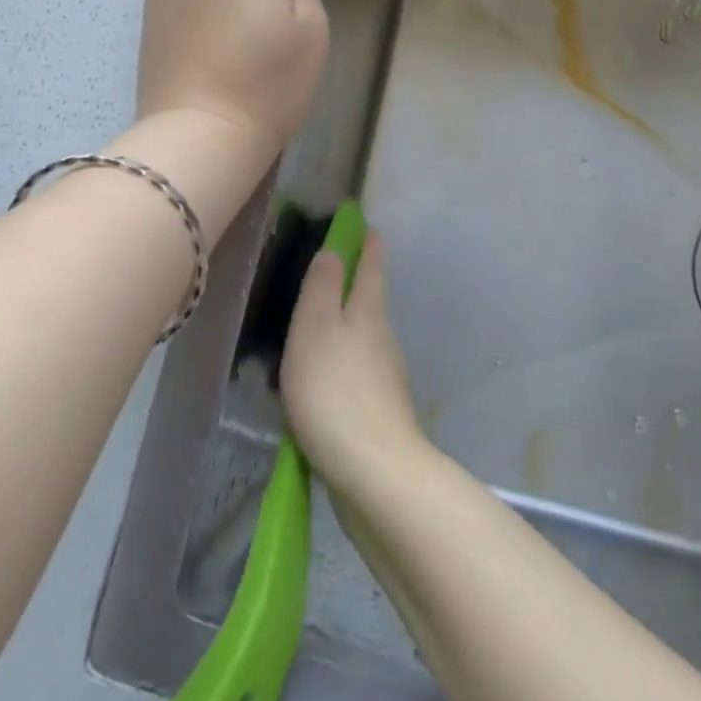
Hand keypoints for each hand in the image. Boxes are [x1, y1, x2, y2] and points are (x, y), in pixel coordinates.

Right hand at [281, 231, 430, 493]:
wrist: (375, 472)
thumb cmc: (336, 391)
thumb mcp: (315, 330)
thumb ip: (321, 289)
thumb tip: (334, 251)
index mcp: (368, 314)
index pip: (371, 270)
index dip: (369, 248)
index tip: (370, 228)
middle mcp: (383, 340)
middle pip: (370, 304)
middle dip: (358, 287)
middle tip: (335, 274)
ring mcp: (385, 379)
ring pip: (364, 341)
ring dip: (346, 329)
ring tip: (318, 329)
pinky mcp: (379, 413)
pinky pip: (357, 374)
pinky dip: (342, 367)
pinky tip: (323, 381)